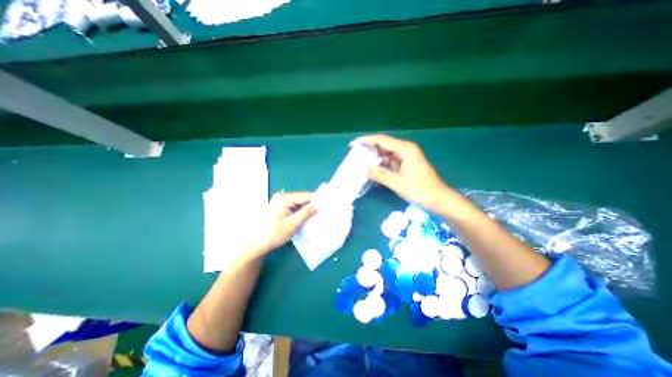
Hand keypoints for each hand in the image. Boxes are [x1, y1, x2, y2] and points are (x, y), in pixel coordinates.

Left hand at [244, 192, 318, 258]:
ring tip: (318, 215)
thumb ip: (306, 213)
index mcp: (284, 198)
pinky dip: (301, 212)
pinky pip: (294, 207)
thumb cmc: (273, 234)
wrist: (256, 244)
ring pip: (299, 203)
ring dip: (307, 209)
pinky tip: (308, 217)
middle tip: (324, 211)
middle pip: (302, 198)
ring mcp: (280, 202)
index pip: (305, 196)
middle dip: (312, 205)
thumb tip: (319, 205)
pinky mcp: (280, 207)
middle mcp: (282, 197)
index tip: (327, 206)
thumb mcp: (292, 224)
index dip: (317, 200)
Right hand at [353, 135, 456, 213]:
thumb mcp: (397, 183)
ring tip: (360, 163)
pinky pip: (390, 163)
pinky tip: (372, 172)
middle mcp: (405, 150)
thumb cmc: (420, 190)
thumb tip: (364, 168)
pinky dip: (381, 167)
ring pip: (386, 155)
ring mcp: (406, 158)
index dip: (366, 141)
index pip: (382, 140)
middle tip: (354, 155)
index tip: (353, 145)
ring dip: (374, 159)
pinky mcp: (405, 166)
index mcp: (405, 149)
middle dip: (369, 150)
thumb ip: (379, 174)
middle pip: (383, 146)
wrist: (438, 200)